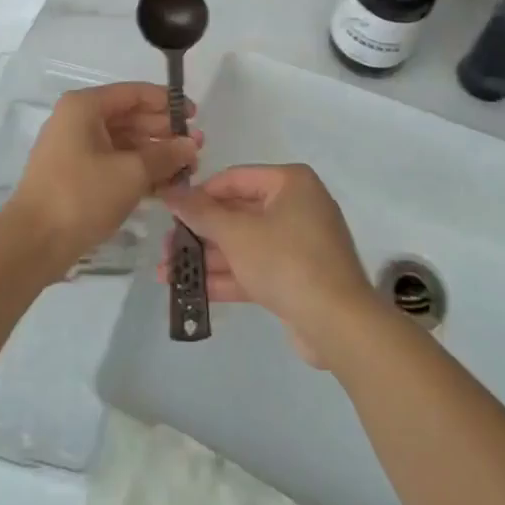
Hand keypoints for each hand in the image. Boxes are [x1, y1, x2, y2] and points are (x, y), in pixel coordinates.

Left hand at [3, 83, 201, 279]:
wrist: (32, 243)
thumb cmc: (81, 196)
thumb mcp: (131, 173)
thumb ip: (165, 155)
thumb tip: (191, 145)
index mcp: (85, 107)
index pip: (134, 93)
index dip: (167, 103)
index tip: (195, 117)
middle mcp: (78, 120)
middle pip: (130, 117)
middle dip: (164, 132)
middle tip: (197, 148)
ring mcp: (75, 148)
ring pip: (123, 142)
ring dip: (154, 154)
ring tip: (187, 169)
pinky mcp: (75, 175)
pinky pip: (113, 163)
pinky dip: (138, 170)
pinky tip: (165, 185)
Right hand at [161, 164, 379, 368]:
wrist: (339, 325)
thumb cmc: (287, 261)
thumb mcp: (237, 233)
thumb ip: (201, 212)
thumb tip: (171, 191)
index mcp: (290, 183)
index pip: (234, 179)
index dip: (200, 194)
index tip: (170, 211)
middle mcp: (296, 206)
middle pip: (237, 213)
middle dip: (199, 233)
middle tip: (165, 247)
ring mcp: (298, 244)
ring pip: (243, 244)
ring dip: (206, 258)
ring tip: (165, 272)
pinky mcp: (296, 277)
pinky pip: (255, 268)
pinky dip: (226, 277)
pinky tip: (189, 290)